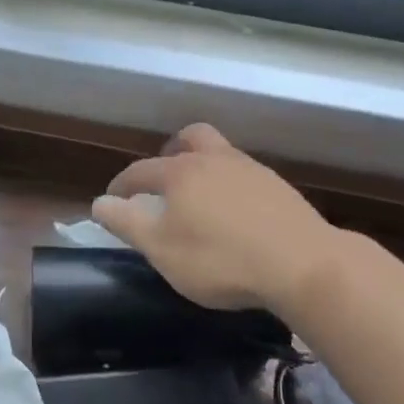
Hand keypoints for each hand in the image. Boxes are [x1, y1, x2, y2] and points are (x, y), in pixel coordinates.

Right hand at [91, 123, 342, 315]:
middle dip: (172, 152)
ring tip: (200, 197)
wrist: (303, 264)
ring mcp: (252, 170)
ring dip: (205, 166)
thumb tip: (100, 202)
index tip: (113, 198)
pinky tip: (236, 213)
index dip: (123, 185)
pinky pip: (245, 175)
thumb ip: (128, 223)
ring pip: (221, 153)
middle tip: (164, 178)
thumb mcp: (162, 249)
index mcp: (181, 172)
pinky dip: (231, 185)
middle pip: (190, 138)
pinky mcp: (279, 188)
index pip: (141, 171)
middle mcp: (215, 160)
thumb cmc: (221, 259)